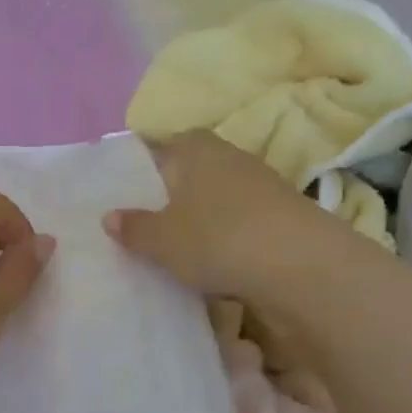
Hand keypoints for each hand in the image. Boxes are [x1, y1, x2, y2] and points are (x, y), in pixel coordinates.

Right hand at [103, 131, 372, 307]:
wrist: (302, 268)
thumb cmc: (217, 239)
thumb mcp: (161, 239)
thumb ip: (133, 227)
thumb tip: (109, 216)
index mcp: (195, 147)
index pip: (163, 144)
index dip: (144, 167)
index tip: (126, 193)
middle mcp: (230, 156)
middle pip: (191, 171)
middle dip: (171, 195)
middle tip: (145, 224)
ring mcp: (261, 184)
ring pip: (217, 197)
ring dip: (200, 218)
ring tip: (176, 248)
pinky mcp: (283, 216)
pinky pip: (240, 222)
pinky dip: (226, 237)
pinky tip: (214, 262)